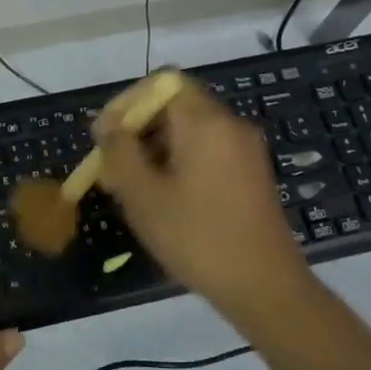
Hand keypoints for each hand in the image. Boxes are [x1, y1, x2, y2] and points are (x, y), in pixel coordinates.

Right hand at [93, 77, 307, 318]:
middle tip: (111, 163)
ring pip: (190, 129)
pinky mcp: (251, 173)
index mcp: (206, 122)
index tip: (105, 134)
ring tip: (130, 185)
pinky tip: (163, 196)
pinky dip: (179, 160)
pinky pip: (208, 150)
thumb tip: (109, 127)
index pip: (162, 82)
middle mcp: (230, 125)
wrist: (265, 287)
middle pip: (175, 104)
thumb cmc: (198, 237)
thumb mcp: (144, 196)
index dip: (128, 101)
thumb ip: (120, 152)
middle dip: (138, 127)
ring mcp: (245, 150)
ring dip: (155, 146)